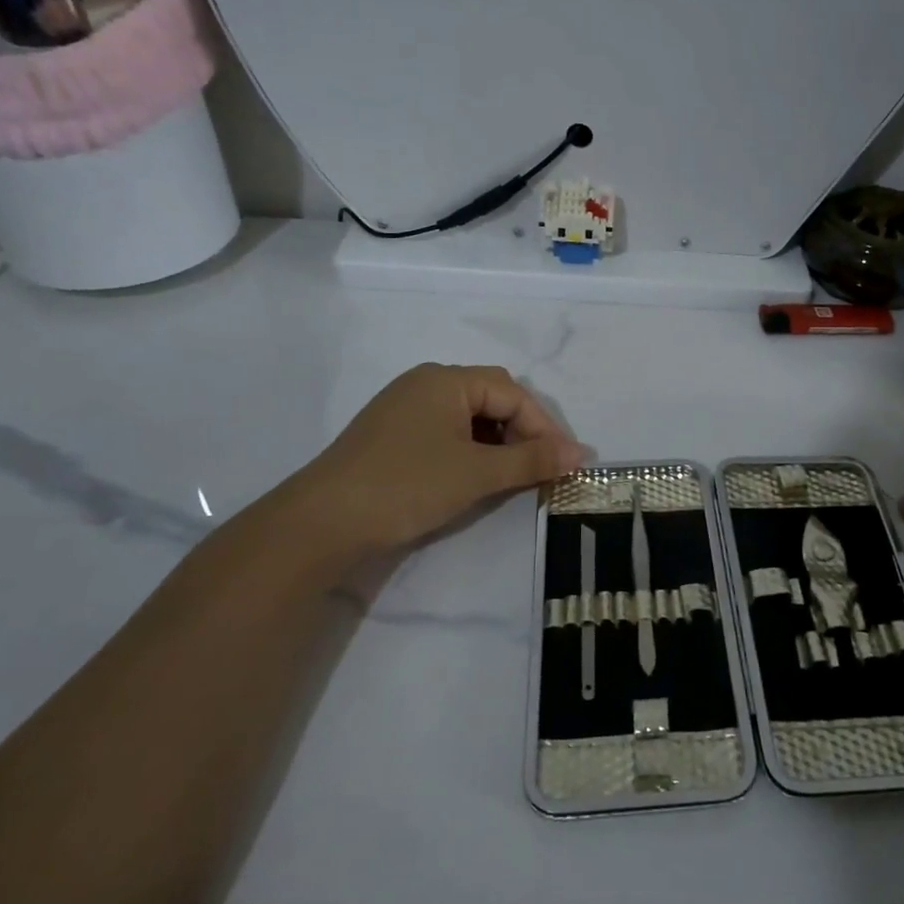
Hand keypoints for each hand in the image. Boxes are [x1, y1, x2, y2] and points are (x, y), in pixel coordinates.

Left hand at [262, 364, 584, 573]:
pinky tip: (473, 477)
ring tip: (509, 476)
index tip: (563, 464)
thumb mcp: (477, 473)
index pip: (513, 394)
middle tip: (539, 468)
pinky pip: (446, 431)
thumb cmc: (406, 486)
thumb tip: (583, 454)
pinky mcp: (392, 434)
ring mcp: (405, 408)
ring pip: (469, 417)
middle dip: (522, 432)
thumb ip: (533, 460)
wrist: (320, 523)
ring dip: (497, 443)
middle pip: (492, 398)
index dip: (543, 427)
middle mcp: (425, 383)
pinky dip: (470, 450)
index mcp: (446, 380)